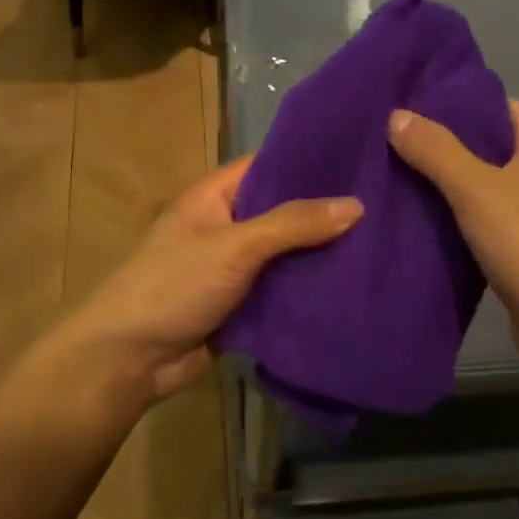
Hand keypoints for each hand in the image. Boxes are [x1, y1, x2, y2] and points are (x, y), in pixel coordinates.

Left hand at [47, 155, 361, 420]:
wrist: (129, 359)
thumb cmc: (173, 286)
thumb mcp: (234, 247)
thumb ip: (293, 224)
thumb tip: (357, 205)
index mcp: (216, 196)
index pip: (270, 165)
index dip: (312, 161)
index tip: (364, 159)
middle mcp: (227, 226)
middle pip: (284, 212)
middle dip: (326, 213)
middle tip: (389, 206)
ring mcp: (234, 268)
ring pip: (287, 255)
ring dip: (322, 255)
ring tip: (384, 244)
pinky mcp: (242, 306)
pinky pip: (283, 291)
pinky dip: (310, 290)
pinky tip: (355, 286)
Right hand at [388, 101, 518, 365]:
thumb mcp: (475, 189)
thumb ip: (436, 151)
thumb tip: (396, 115)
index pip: (501, 108)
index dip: (461, 103)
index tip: (414, 105)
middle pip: (489, 148)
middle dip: (445, 146)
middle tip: (393, 143)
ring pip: (485, 189)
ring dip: (448, 187)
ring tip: (397, 179)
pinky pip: (485, 222)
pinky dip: (458, 220)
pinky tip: (423, 222)